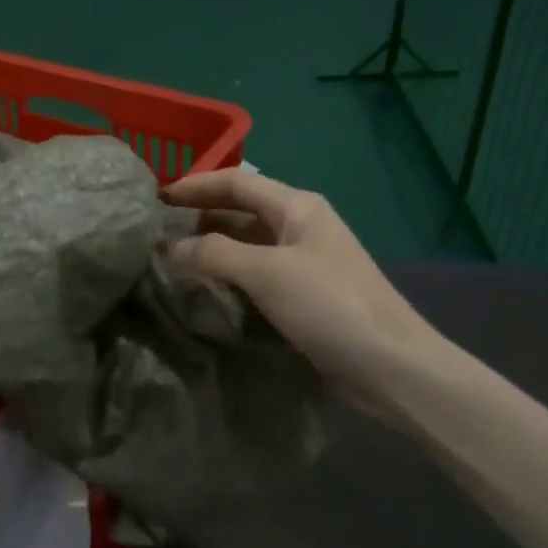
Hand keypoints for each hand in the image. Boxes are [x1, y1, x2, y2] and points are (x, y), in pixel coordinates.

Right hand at [163, 169, 453, 417]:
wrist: (390, 364)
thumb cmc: (329, 305)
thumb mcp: (266, 272)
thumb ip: (214, 254)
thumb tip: (170, 248)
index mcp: (297, 207)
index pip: (236, 182)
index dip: (195, 185)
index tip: (156, 198)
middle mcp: (300, 226)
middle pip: (240, 211)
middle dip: (199, 217)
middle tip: (156, 232)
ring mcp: (303, 262)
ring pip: (247, 244)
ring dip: (211, 248)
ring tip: (170, 259)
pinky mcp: (304, 295)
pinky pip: (256, 274)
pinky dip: (228, 275)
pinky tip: (204, 288)